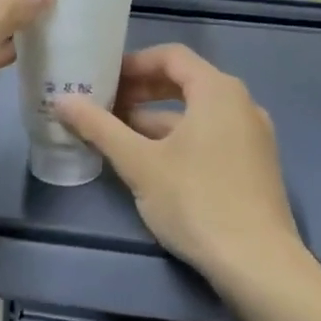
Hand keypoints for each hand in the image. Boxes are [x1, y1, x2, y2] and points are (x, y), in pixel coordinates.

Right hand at [53, 45, 316, 311]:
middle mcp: (242, 104)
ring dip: (156, 118)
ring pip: (197, 114)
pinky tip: (151, 163)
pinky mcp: (254, 165)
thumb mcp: (139, 164)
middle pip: (185, 82)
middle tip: (105, 105)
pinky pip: (211, 136)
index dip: (133, 64)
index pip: (171, 56)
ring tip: (118, 135)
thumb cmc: (195, 201)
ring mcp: (253, 136)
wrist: (258, 263)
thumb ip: (100, 128)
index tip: (102, 80)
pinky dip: (179, 139)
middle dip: (142, 92)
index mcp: (218, 91)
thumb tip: (63, 100)